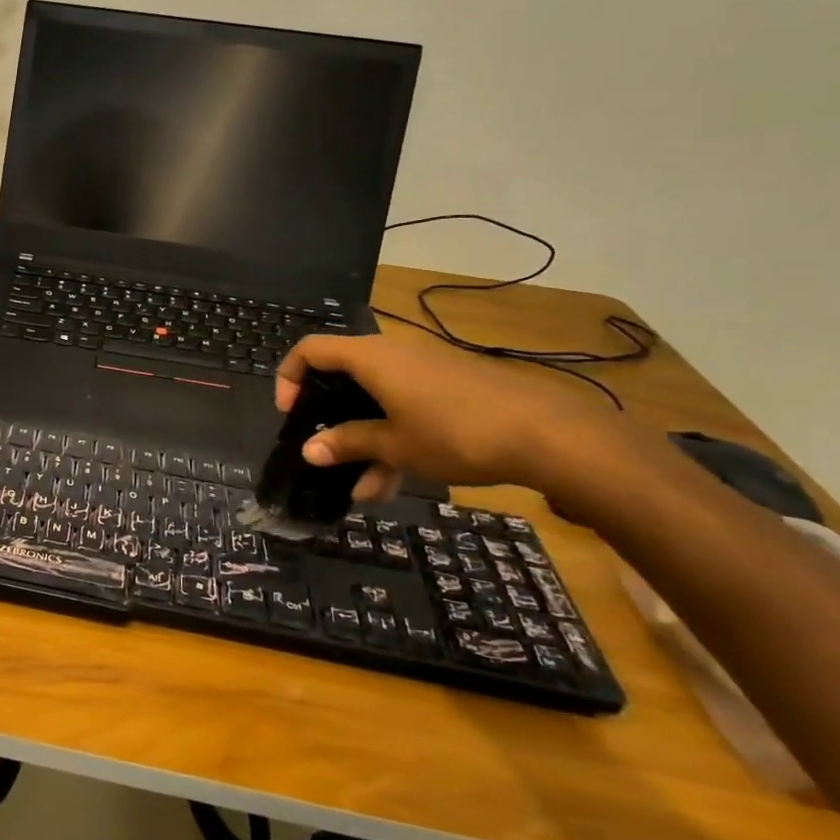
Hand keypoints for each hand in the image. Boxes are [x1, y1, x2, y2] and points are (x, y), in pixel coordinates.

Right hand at [273, 330, 618, 501]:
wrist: (550, 433)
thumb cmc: (456, 433)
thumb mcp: (394, 445)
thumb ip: (348, 443)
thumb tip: (308, 450)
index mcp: (370, 358)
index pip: (310, 350)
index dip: (289, 378)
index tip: (290, 415)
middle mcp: (393, 354)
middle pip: (343, 378)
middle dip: (331, 421)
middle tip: (325, 453)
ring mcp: (425, 370)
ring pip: (377, 400)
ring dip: (365, 441)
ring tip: (366, 489)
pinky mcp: (451, 387)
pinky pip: (406, 406)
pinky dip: (394, 437)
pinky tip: (397, 481)